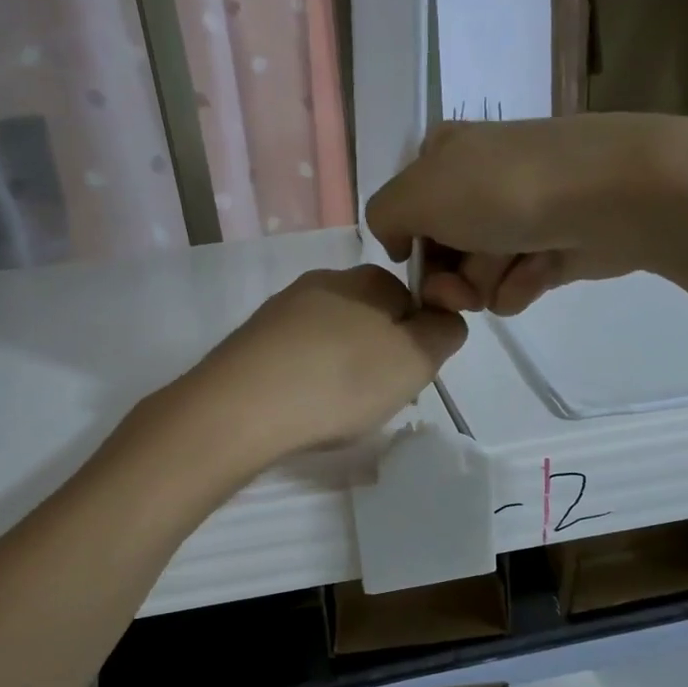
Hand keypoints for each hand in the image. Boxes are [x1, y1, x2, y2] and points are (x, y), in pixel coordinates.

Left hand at [184, 265, 466, 463]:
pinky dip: (308, 377)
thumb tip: (443, 317)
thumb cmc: (342, 381)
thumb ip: (445, 331)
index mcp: (368, 278)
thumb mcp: (416, 359)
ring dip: (342, 367)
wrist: (242, 408)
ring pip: (332, 337)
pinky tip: (302, 405)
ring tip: (335, 408)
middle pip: (371, 317)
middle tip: (374, 397)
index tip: (406, 377)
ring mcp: (282, 308)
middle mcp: (324, 280)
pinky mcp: (253, 338)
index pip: (412, 299)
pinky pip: (298, 355)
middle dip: (379, 354)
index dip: (417, 340)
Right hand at [367, 113, 687, 315]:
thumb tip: (399, 243)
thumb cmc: (503, 191)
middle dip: (449, 278)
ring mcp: (520, 212)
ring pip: (479, 274)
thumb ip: (384, 216)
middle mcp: (479, 180)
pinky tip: (540, 272)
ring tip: (513, 268)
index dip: (410, 250)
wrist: (610, 195)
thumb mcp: (416, 194)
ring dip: (488, 283)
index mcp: (443, 155)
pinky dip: (523, 284)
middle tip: (463, 288)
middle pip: (442, 252)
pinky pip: (518, 282)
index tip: (419, 270)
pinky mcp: (554, 244)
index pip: (407, 214)